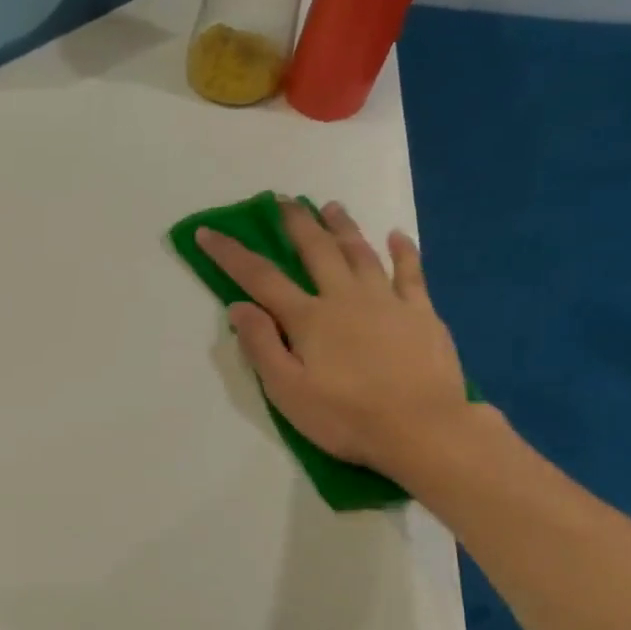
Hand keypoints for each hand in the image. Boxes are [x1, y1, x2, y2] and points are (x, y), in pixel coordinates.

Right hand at [196, 199, 473, 482]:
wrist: (422, 429)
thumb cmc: (345, 417)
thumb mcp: (287, 391)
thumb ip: (262, 346)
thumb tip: (238, 307)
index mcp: (308, 319)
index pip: (260, 278)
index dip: (231, 254)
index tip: (208, 232)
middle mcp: (345, 298)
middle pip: (316, 251)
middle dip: (296, 223)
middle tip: (283, 200)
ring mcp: (388, 301)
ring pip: (361, 253)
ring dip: (343, 227)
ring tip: (330, 207)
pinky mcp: (421, 313)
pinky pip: (411, 273)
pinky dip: (403, 251)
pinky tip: (397, 236)